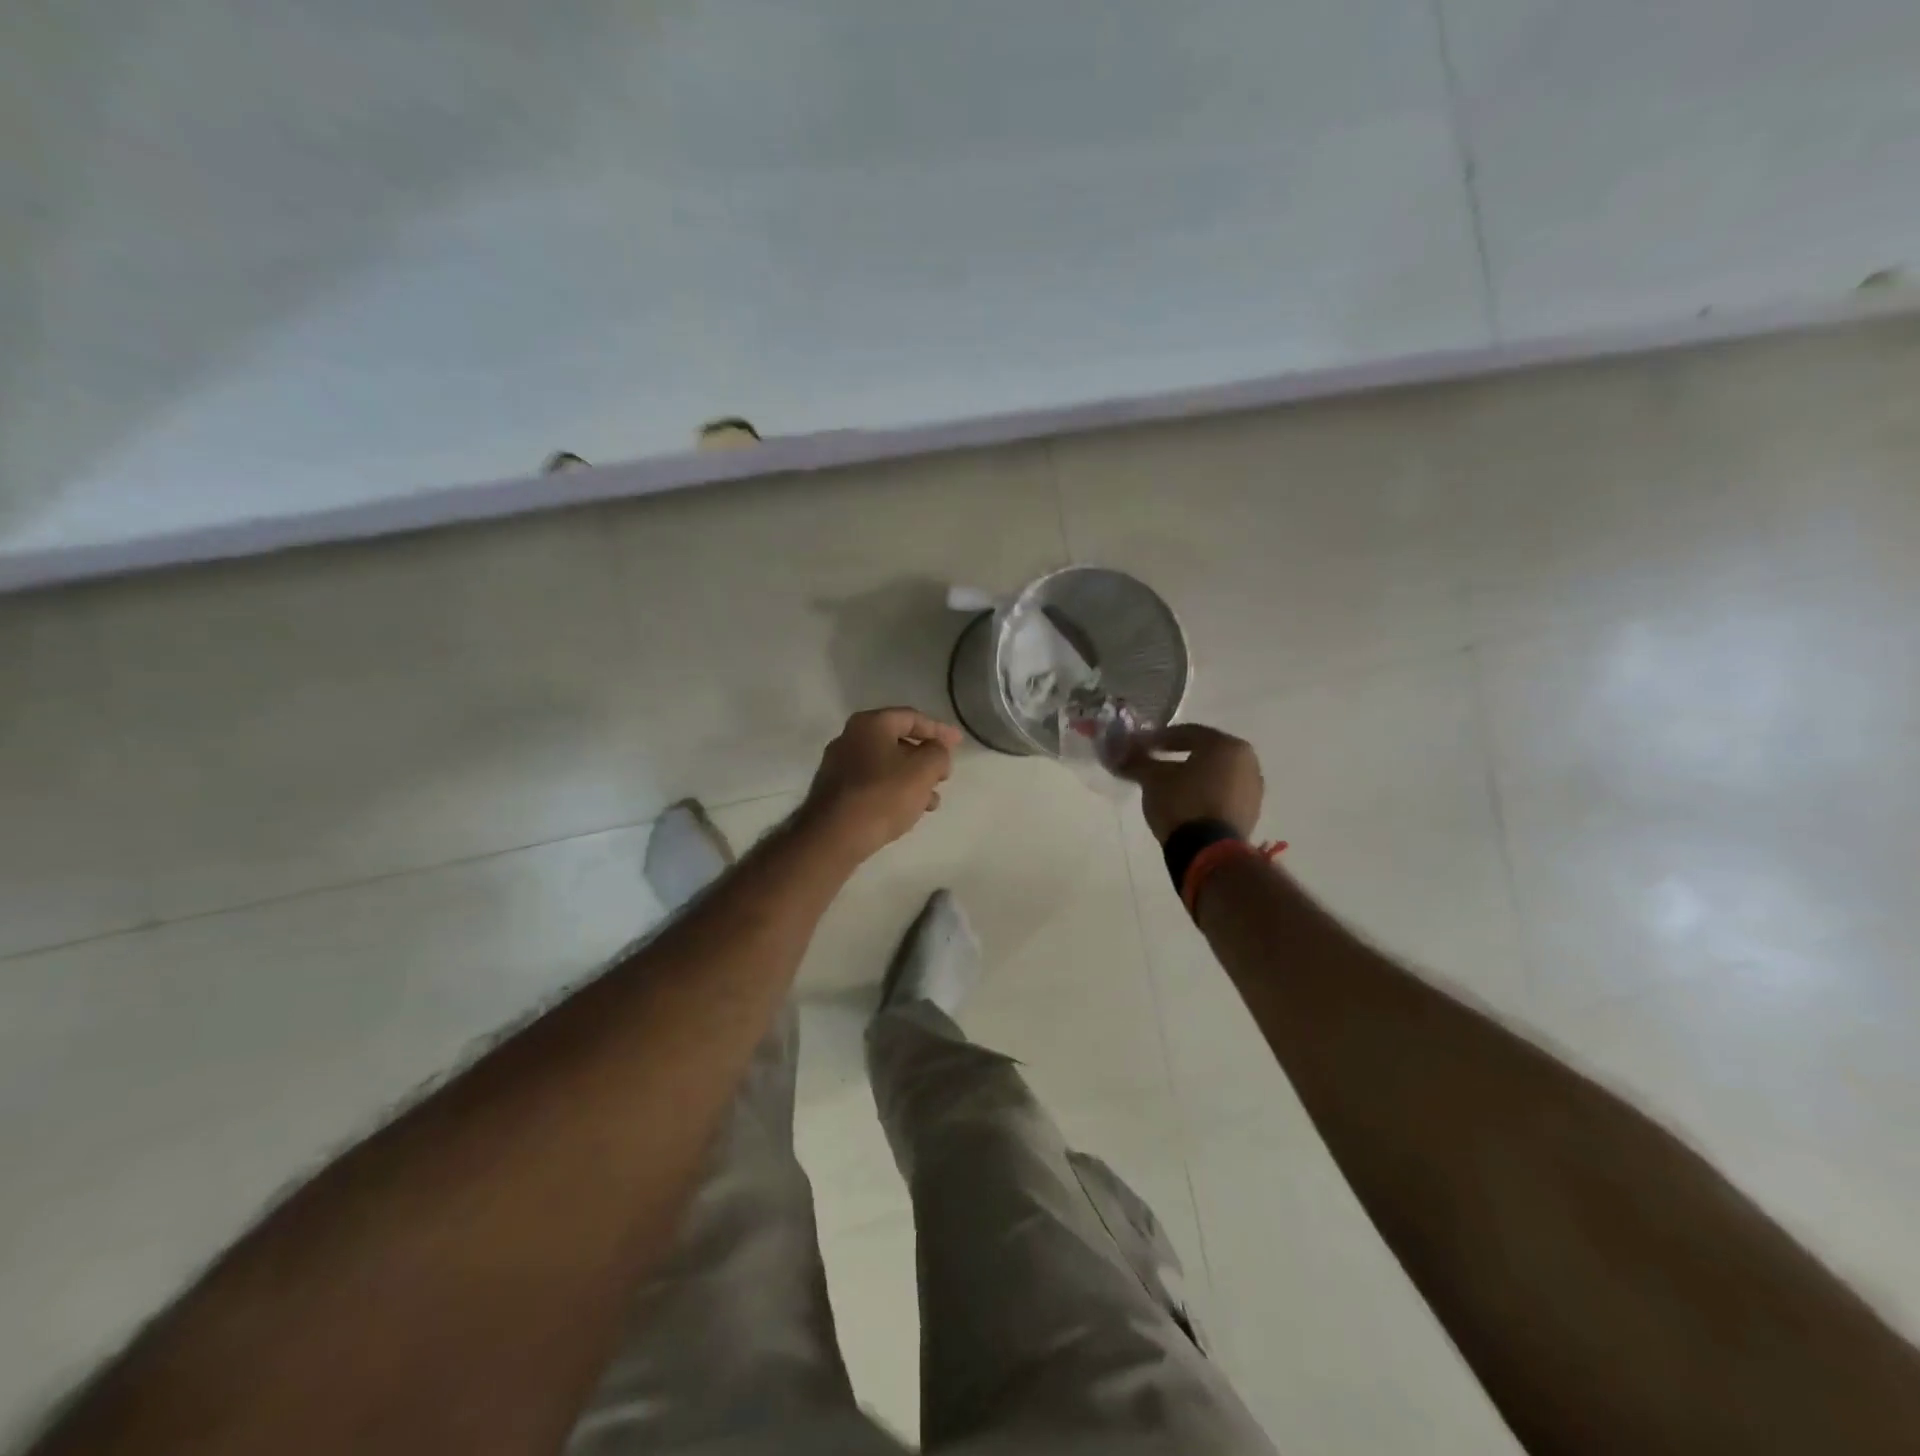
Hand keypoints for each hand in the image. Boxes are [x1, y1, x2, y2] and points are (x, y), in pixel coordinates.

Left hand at [801, 708, 962, 862]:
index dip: (939, 730)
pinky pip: (872, 784)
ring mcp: (839, 765)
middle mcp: (850, 738)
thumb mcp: (923, 770)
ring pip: (886, 766)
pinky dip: (893, 791)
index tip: (959, 744)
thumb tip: (936, 751)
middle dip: (925, 759)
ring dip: (912, 779)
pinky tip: (907, 812)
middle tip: (944, 775)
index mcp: (870, 724)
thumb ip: (938, 753)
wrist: (833, 836)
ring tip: (931, 801)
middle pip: (897, 741)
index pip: (912, 717)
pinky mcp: (835, 791)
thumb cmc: (882, 795)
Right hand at [1119, 723, 1264, 843]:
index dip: (1158, 738)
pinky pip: (1222, 793)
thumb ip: (1137, 761)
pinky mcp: (1250, 813)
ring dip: (1191, 776)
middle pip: (1204, 752)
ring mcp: (1253, 789)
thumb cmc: (1182, 803)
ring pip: (1214, 774)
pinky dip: (1203, 793)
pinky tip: (1183, 803)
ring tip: (1166, 786)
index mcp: (1226, 745)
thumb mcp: (1152, 779)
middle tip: (1153, 762)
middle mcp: (1247, 761)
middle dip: (1177, 755)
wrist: (1208, 852)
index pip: (1187, 732)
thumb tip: (1120, 753)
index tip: (1138, 746)